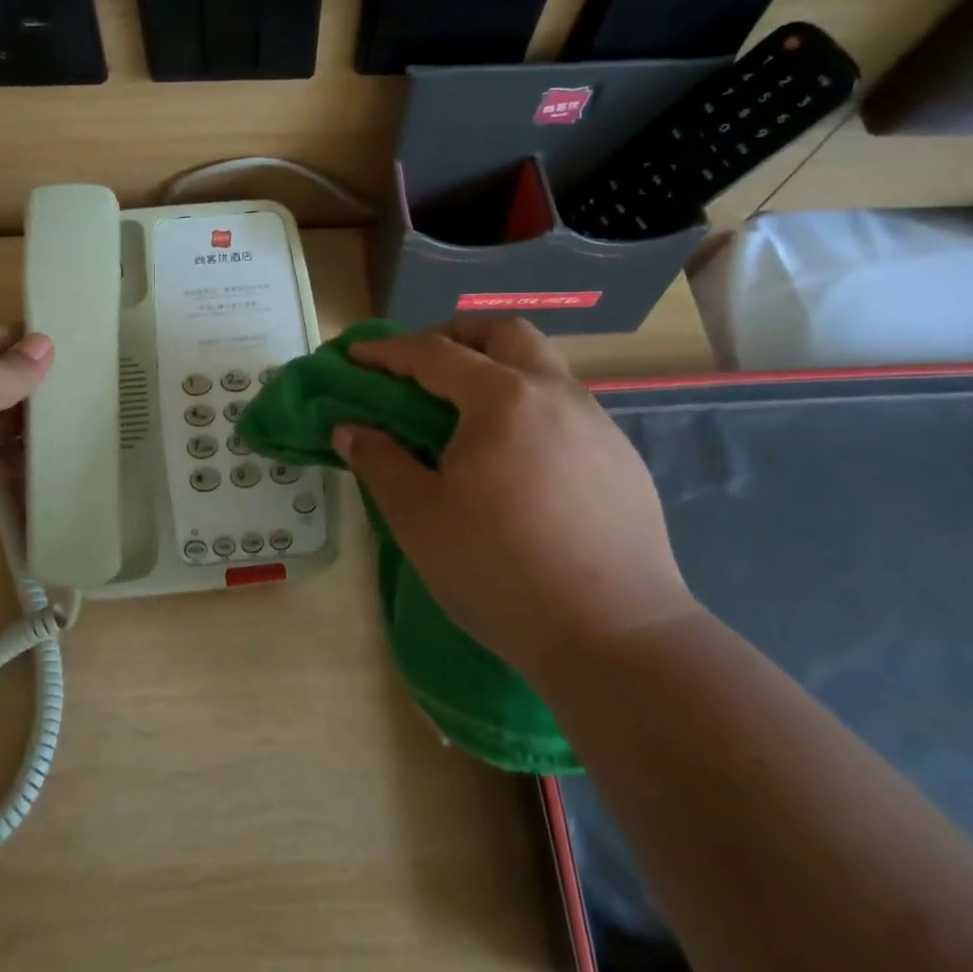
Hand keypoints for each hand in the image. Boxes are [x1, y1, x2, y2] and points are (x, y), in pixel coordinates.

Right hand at [331, 318, 693, 683]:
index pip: (434, 353)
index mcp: (502, 398)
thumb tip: (349, 429)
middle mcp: (555, 394)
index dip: (387, 351)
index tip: (355, 356)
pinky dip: (529, 410)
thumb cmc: (499, 569)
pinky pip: (567, 410)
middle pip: (505, 333)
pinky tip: (517, 462)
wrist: (616, 638)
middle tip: (424, 367)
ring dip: (499, 370)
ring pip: (543, 368)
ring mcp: (598, 425)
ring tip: (468, 417)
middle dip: (457, 336)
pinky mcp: (623, 461)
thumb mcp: (418, 516)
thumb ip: (378, 461)